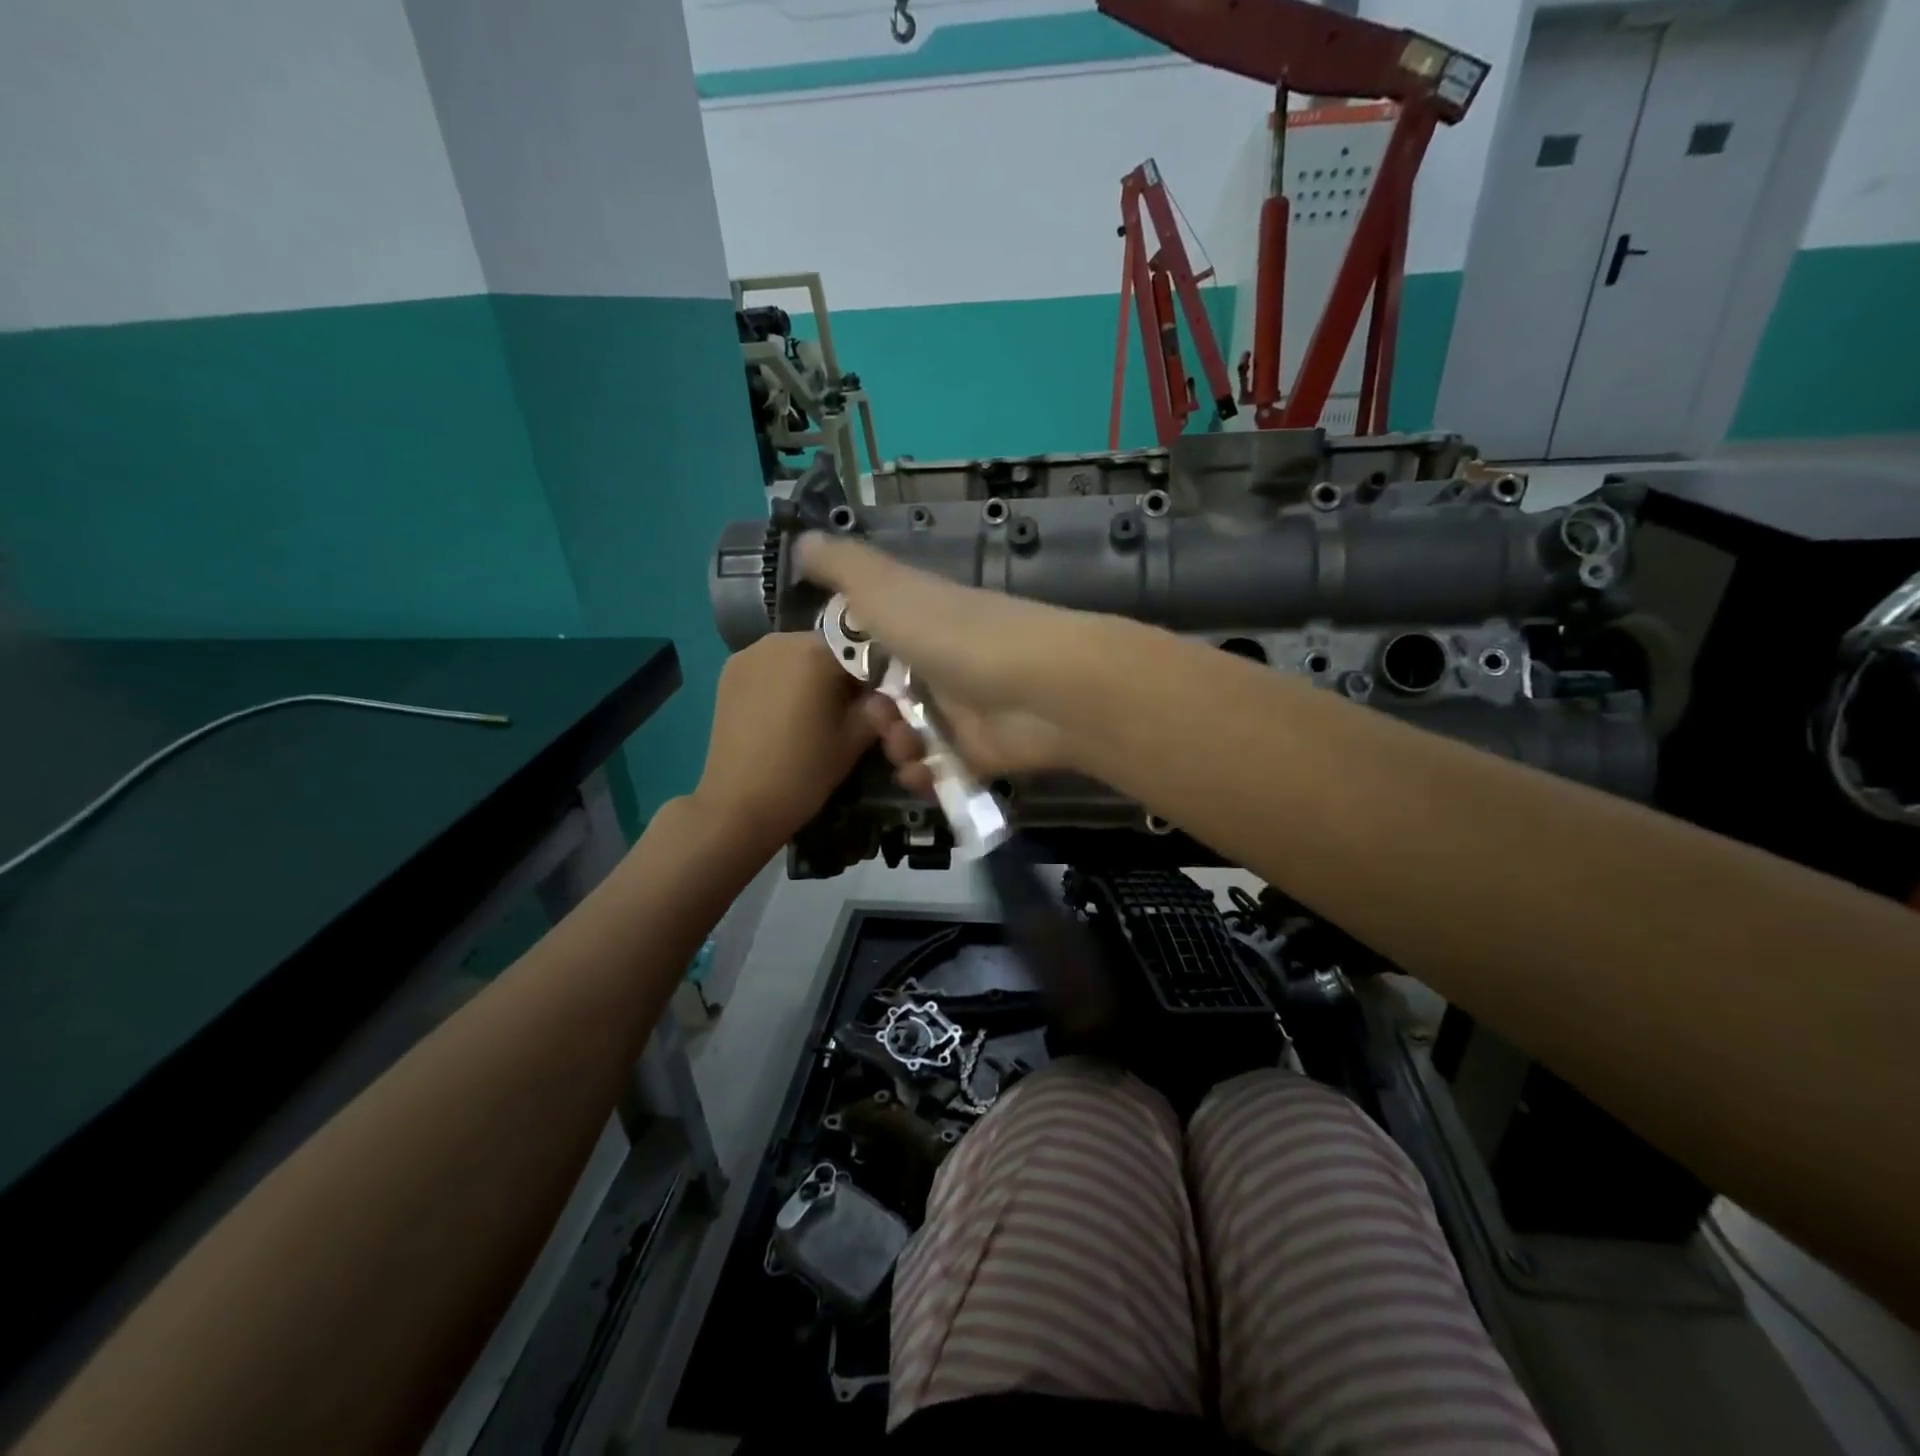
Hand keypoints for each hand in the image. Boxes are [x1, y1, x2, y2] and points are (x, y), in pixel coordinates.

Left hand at [691, 631, 875, 848]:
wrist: (737, 805)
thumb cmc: (803, 772)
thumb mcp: (854, 741)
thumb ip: (876, 708)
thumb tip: (885, 695)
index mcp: (815, 652)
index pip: (861, 646)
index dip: (874, 671)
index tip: (878, 700)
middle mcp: (780, 640)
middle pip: (826, 647)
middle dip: (841, 672)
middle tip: (849, 709)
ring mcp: (749, 654)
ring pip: (797, 654)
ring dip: (811, 674)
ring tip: (817, 712)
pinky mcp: (729, 672)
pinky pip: (770, 666)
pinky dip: (785, 680)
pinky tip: (787, 712)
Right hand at [798, 533, 1107, 796]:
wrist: (1039, 687)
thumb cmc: (953, 634)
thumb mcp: (884, 587)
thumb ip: (842, 567)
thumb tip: (802, 540)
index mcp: (921, 620)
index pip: (876, 640)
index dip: (851, 661)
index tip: (835, 679)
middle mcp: (943, 661)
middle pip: (891, 696)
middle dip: (874, 714)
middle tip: (880, 717)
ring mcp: (967, 708)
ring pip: (912, 736)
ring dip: (897, 747)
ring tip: (908, 747)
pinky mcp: (983, 751)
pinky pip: (941, 769)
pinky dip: (925, 775)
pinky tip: (922, 773)